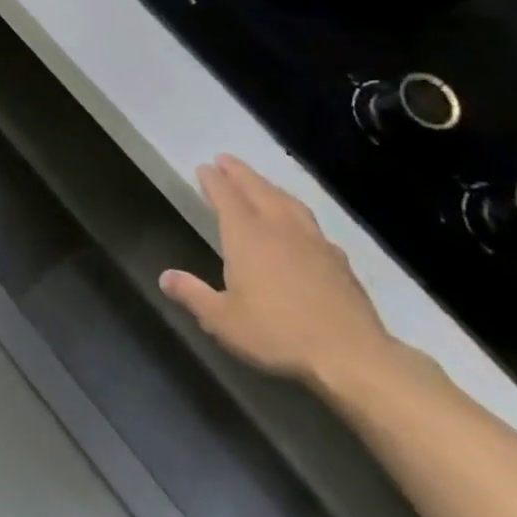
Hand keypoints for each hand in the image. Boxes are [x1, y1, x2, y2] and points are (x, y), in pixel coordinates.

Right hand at [159, 154, 395, 391]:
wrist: (352, 356)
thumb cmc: (277, 334)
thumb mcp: (222, 320)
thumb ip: (192, 295)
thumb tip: (165, 277)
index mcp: (246, 237)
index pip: (226, 198)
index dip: (214, 181)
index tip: (204, 167)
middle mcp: (279, 229)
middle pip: (258, 190)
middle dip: (240, 173)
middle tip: (226, 159)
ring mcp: (313, 243)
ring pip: (288, 203)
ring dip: (270, 187)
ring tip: (260, 183)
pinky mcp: (339, 261)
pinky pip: (312, 224)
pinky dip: (297, 214)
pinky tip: (299, 226)